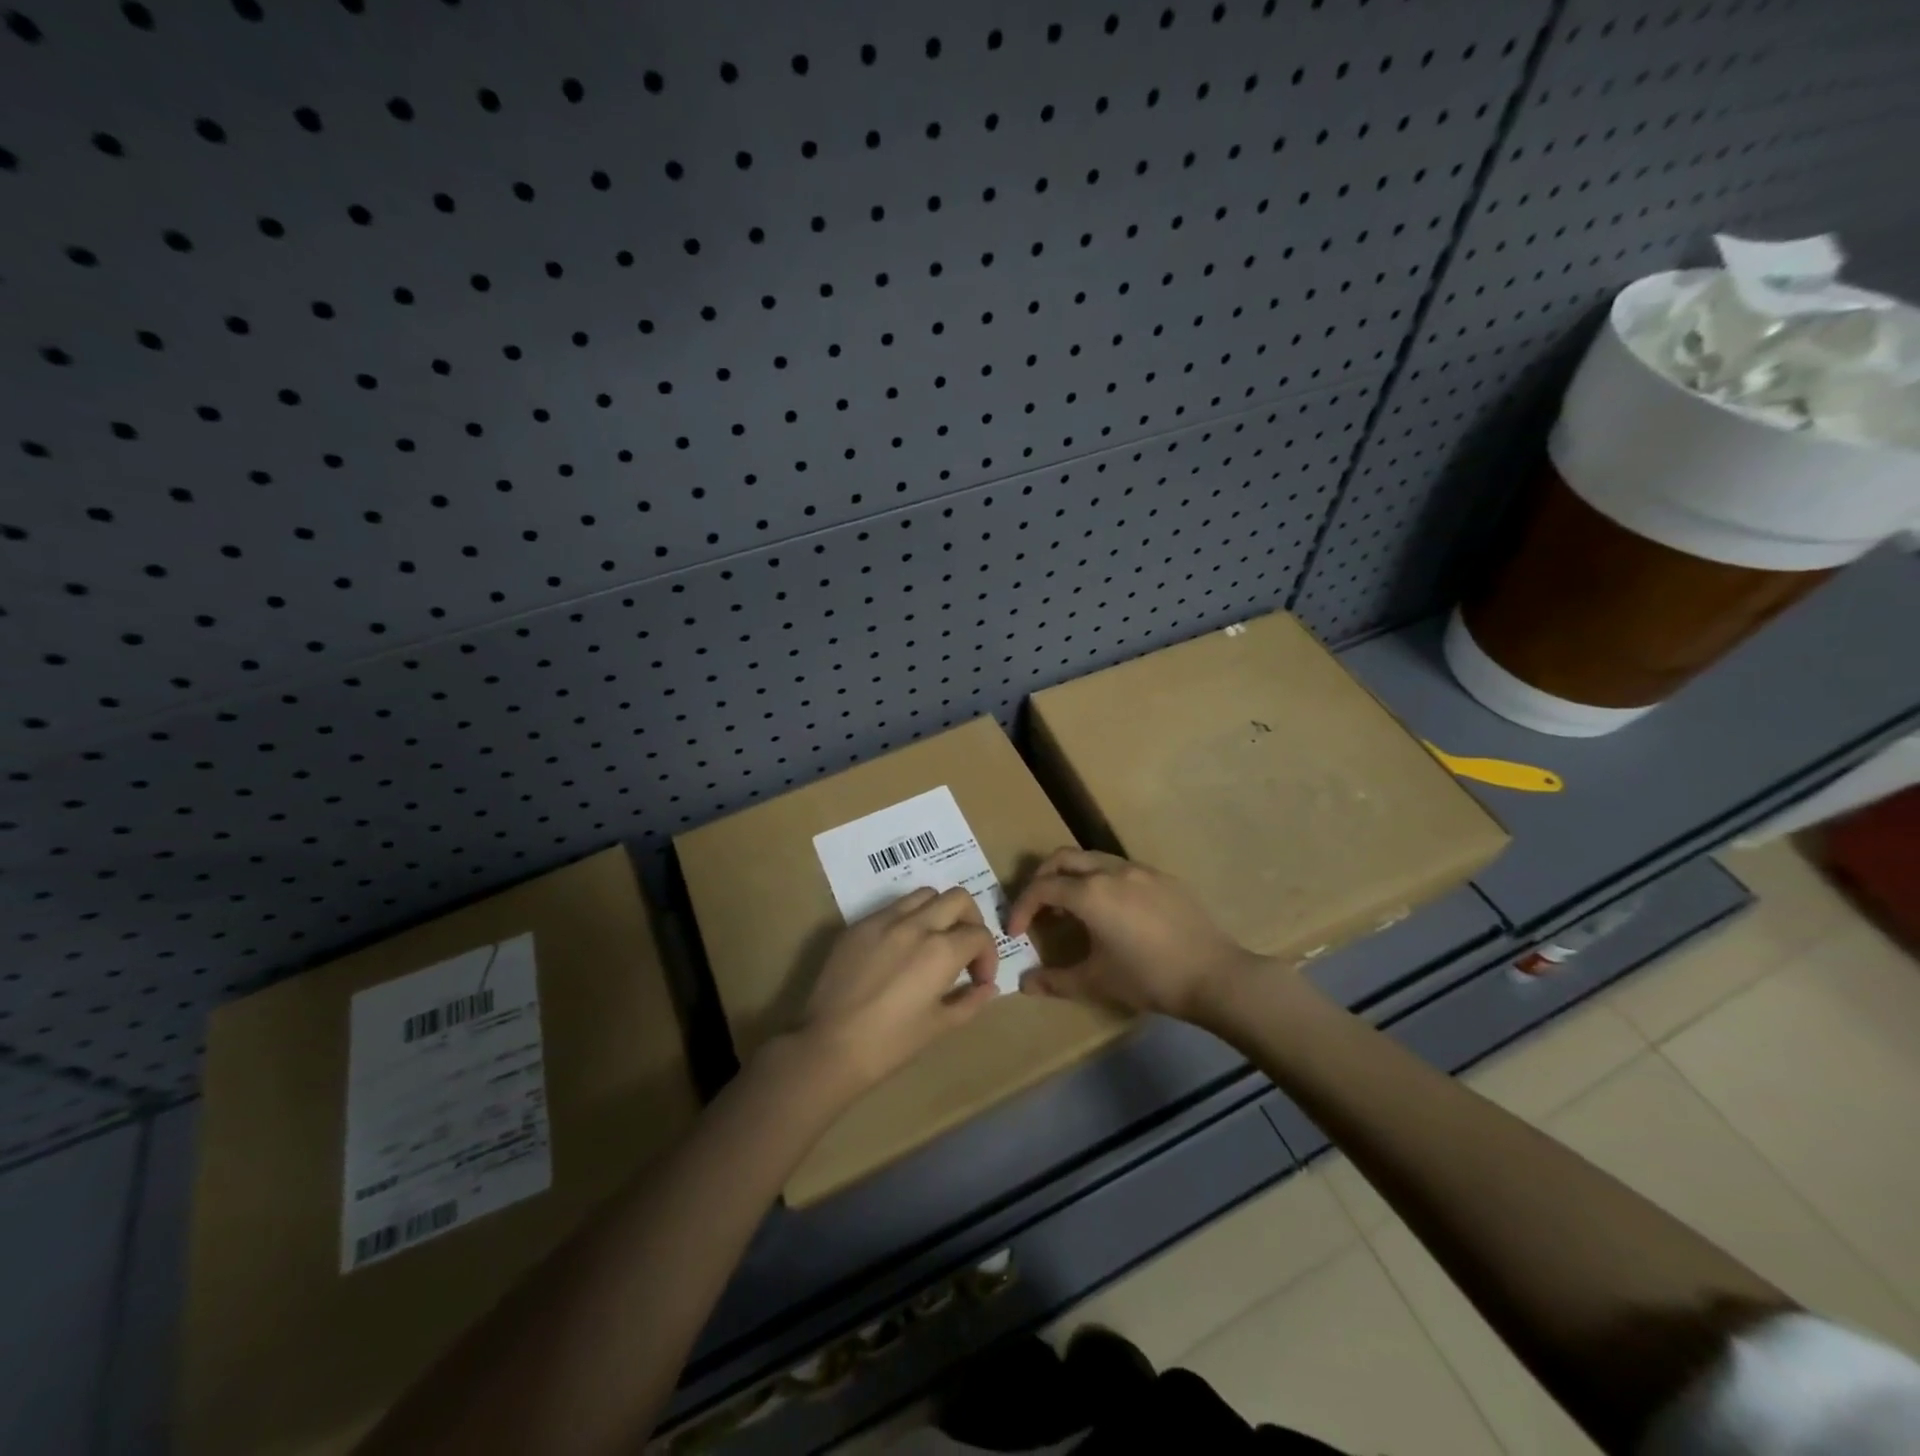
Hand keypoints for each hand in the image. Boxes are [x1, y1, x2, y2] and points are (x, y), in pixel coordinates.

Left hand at [780, 886, 1000, 1094]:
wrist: (829, 1047)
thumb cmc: (890, 1044)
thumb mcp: (939, 1027)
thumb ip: (970, 1001)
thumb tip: (987, 987)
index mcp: (941, 950)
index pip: (979, 934)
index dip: (988, 957)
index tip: (979, 979)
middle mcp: (916, 924)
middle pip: (958, 898)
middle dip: (970, 920)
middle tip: (965, 949)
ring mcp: (883, 920)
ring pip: (924, 894)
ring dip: (938, 912)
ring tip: (933, 941)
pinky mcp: (858, 926)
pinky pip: (891, 908)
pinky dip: (907, 919)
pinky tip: (899, 949)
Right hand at [1005, 849, 1265, 1020]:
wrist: (1214, 976)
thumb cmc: (1148, 979)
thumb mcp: (1097, 982)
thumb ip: (1055, 981)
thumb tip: (1024, 984)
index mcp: (1090, 893)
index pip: (1042, 888)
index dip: (1022, 907)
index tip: (1016, 931)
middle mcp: (1111, 871)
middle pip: (1063, 858)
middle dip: (1042, 878)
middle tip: (1038, 907)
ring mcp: (1140, 870)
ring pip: (1093, 859)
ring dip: (1073, 876)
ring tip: (1072, 908)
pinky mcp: (1163, 878)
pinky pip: (1121, 869)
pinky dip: (1102, 881)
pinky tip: (1112, 911)